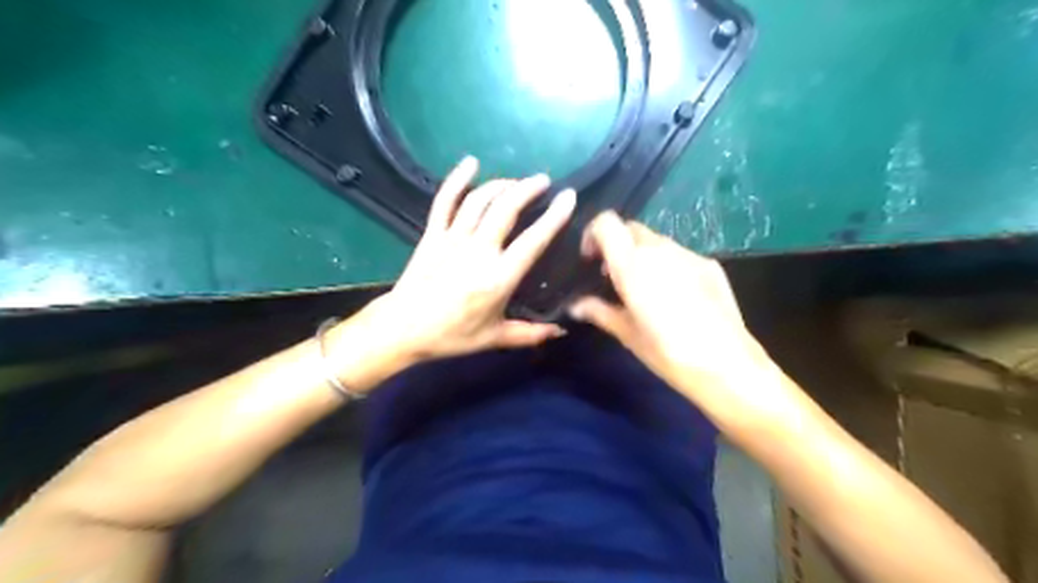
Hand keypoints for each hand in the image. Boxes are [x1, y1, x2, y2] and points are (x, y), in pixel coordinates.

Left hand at [362, 155, 579, 363]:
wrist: (403, 328)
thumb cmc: (452, 335)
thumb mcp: (495, 337)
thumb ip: (531, 333)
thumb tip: (561, 331)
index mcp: (498, 277)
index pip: (533, 241)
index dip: (554, 217)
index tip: (569, 197)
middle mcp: (478, 251)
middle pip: (506, 209)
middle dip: (528, 189)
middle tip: (543, 181)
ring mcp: (453, 238)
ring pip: (480, 200)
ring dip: (501, 184)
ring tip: (517, 181)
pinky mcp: (432, 234)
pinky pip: (445, 200)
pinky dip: (457, 179)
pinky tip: (470, 163)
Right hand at [572, 212, 783, 430]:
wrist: (728, 366)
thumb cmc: (668, 353)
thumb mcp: (628, 334)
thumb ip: (599, 311)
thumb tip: (575, 305)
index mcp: (633, 265)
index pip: (607, 223)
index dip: (594, 234)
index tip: (591, 260)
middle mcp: (660, 250)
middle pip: (632, 229)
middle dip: (618, 245)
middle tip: (614, 276)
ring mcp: (688, 255)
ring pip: (657, 241)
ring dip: (643, 255)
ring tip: (645, 289)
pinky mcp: (710, 264)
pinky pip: (679, 255)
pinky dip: (667, 265)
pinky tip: (674, 296)